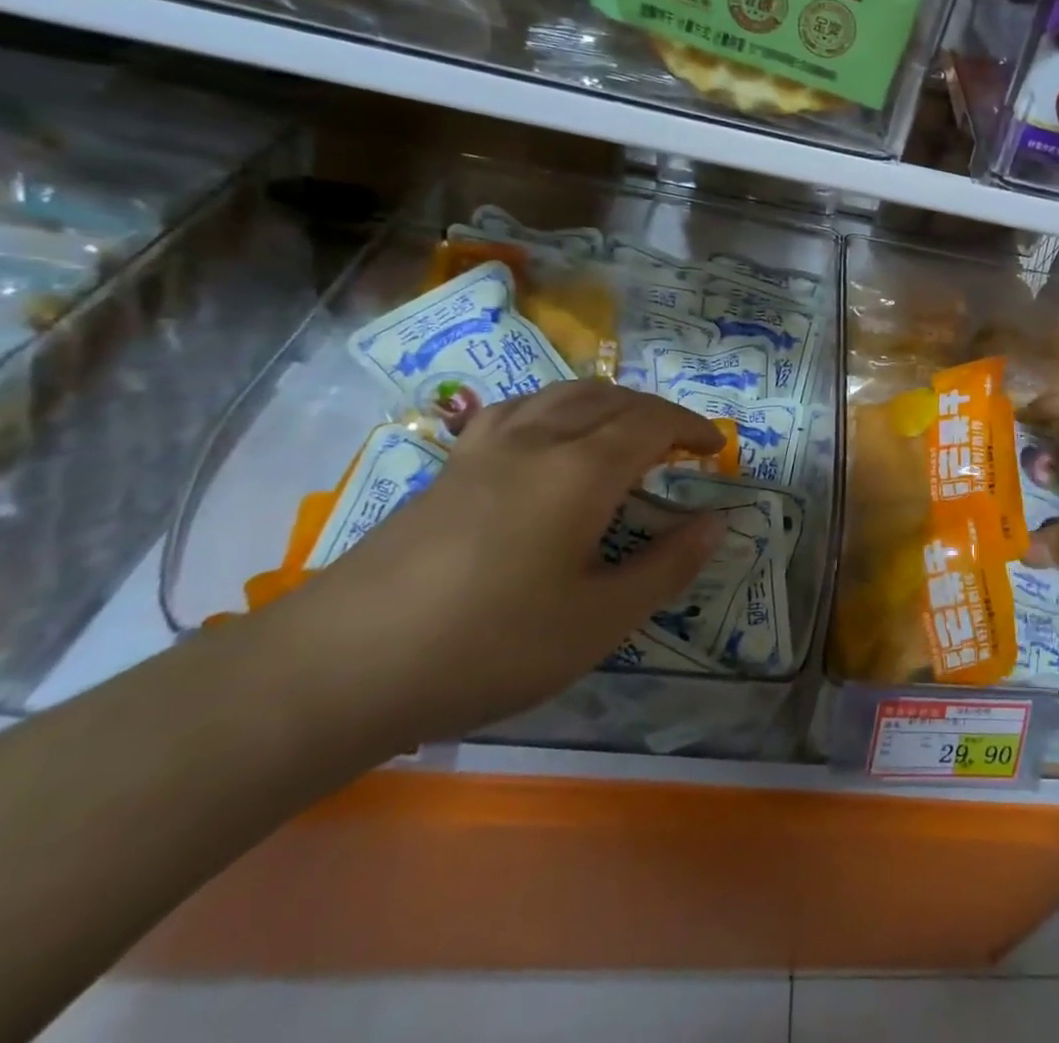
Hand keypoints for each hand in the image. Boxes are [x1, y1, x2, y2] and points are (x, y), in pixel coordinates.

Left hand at [272, 382, 725, 748]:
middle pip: (612, 399)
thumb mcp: (598, 621)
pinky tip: (549, 436)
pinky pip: (520, 408)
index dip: (692, 427)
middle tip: (681, 445)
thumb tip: (716, 523)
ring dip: (610, 402)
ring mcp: (487, 446)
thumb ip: (667, 567)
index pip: (653, 422)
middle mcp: (538, 439)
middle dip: (657, 412)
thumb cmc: (489, 644)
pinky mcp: (451, 465)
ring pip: (563, 394)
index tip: (716, 449)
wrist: (342, 664)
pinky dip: (557, 407)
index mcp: (582, 470)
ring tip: (626, 431)